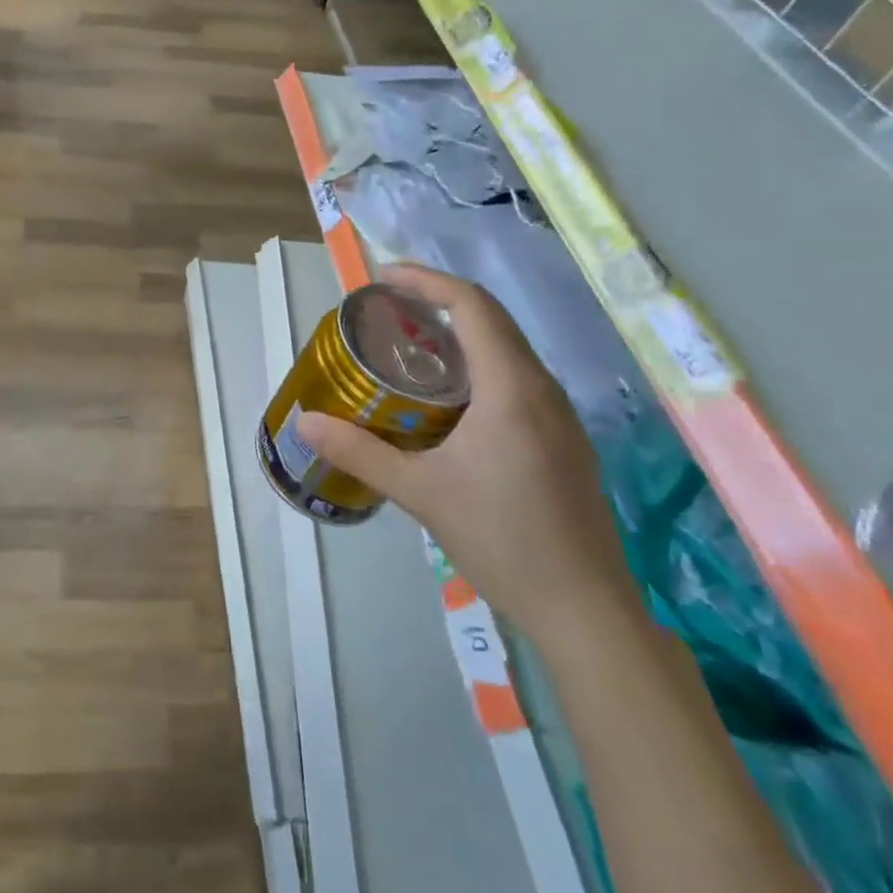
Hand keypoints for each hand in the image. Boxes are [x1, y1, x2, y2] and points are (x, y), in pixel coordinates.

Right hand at [296, 264, 639, 648]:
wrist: (587, 613)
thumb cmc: (503, 541)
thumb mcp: (420, 493)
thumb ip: (359, 452)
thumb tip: (305, 421)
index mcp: (512, 389)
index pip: (472, 306)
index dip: (426, 281)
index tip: (382, 279)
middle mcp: (542, 390)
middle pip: (491, 321)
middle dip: (437, 304)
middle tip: (385, 311)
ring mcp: (559, 417)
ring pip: (506, 351)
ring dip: (458, 337)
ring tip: (408, 351)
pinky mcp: (563, 442)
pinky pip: (515, 381)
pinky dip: (476, 369)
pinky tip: (447, 404)